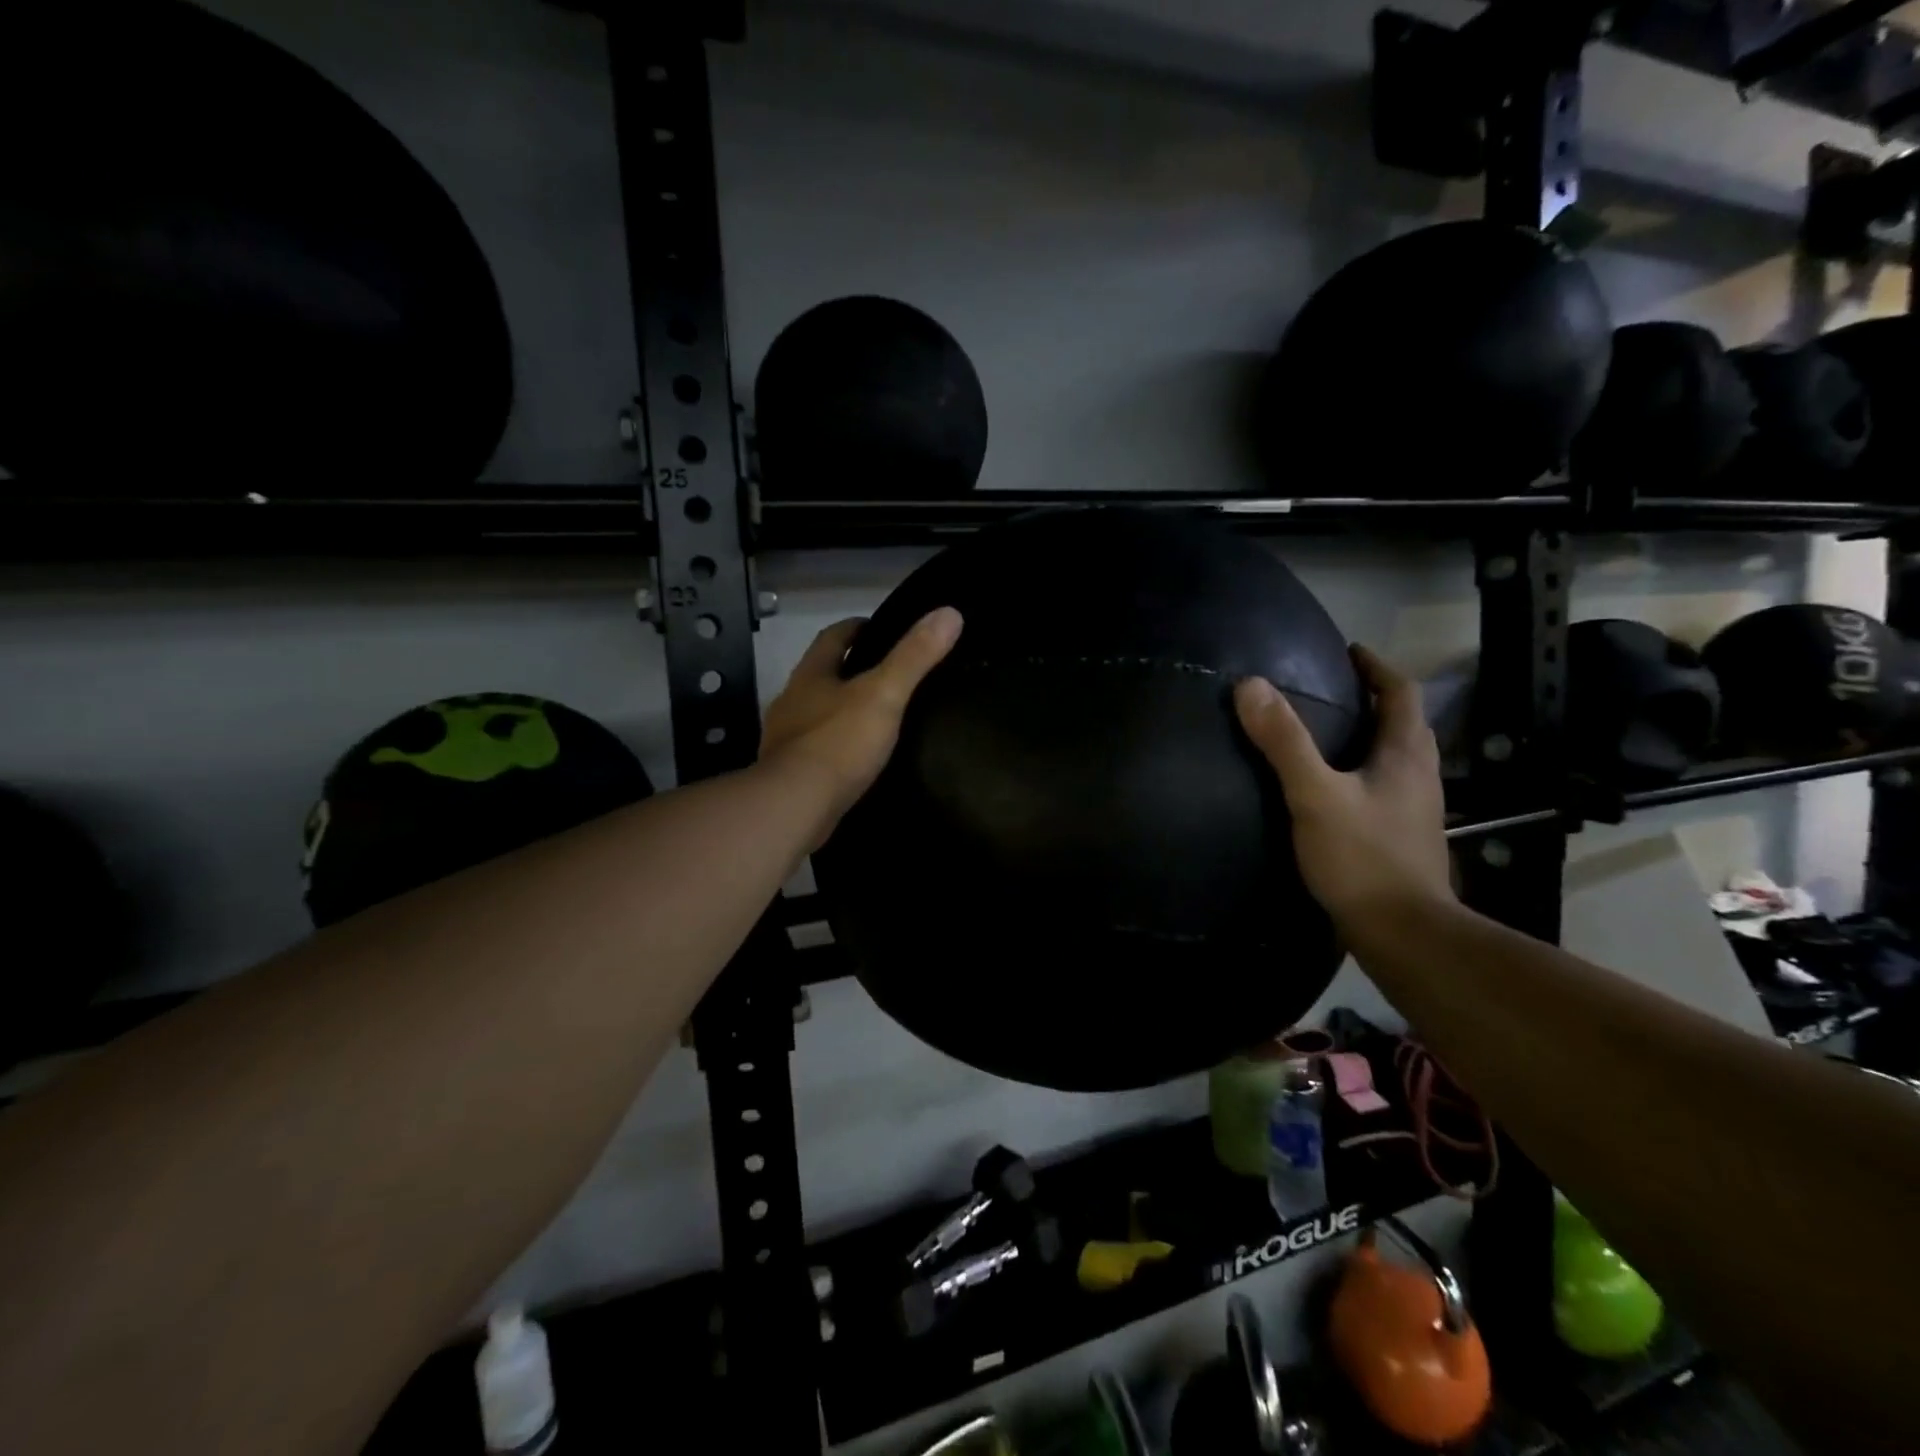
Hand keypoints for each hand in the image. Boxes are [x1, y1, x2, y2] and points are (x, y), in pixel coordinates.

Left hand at [761, 608, 962, 839]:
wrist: (794, 806)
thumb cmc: (839, 742)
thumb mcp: (885, 694)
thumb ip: (915, 656)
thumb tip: (950, 612)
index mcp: (810, 675)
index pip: (832, 637)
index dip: (857, 628)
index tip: (880, 628)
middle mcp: (791, 701)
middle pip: (821, 675)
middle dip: (849, 670)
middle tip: (888, 675)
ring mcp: (785, 740)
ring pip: (816, 714)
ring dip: (840, 711)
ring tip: (877, 718)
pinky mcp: (789, 774)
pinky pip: (816, 750)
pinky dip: (836, 747)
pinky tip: (857, 759)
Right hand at [1233, 645, 1452, 936]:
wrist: (1403, 932)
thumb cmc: (1362, 858)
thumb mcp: (1314, 795)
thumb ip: (1284, 742)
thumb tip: (1250, 686)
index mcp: (1406, 754)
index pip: (1400, 693)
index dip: (1376, 667)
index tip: (1346, 651)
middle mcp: (1419, 775)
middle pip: (1402, 722)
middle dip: (1372, 699)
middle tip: (1330, 689)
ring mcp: (1414, 809)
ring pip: (1395, 756)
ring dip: (1368, 735)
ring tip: (1326, 732)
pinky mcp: (1402, 836)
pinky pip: (1384, 785)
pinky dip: (1361, 769)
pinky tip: (1331, 787)